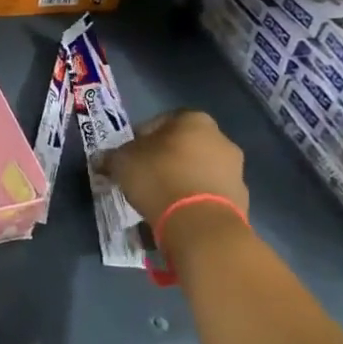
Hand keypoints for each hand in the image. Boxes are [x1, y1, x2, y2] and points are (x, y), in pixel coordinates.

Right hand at [103, 109, 248, 221]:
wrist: (200, 223)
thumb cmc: (158, 177)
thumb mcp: (121, 162)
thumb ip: (111, 157)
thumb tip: (102, 160)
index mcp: (194, 120)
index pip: (160, 122)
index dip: (140, 138)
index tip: (128, 156)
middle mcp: (221, 139)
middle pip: (183, 146)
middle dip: (163, 160)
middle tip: (142, 177)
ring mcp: (235, 170)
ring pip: (197, 171)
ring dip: (179, 181)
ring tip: (157, 200)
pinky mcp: (240, 200)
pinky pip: (207, 195)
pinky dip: (192, 201)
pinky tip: (175, 215)